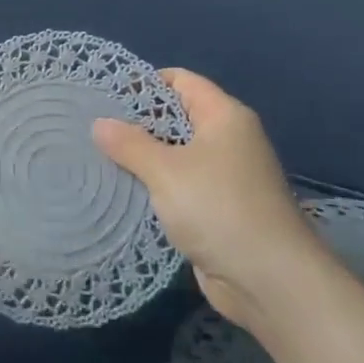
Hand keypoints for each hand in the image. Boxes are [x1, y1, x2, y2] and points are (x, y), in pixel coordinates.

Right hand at [92, 69, 325, 339]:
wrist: (269, 281)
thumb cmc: (219, 209)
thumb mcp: (166, 171)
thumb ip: (129, 144)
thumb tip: (99, 123)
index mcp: (225, 117)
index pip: (182, 81)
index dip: (145, 82)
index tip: (107, 95)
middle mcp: (229, 140)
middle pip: (177, 117)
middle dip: (138, 122)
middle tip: (94, 128)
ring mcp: (226, 177)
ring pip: (176, 155)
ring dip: (143, 159)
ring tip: (99, 158)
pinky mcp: (219, 210)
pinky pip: (180, 186)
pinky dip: (156, 187)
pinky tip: (124, 192)